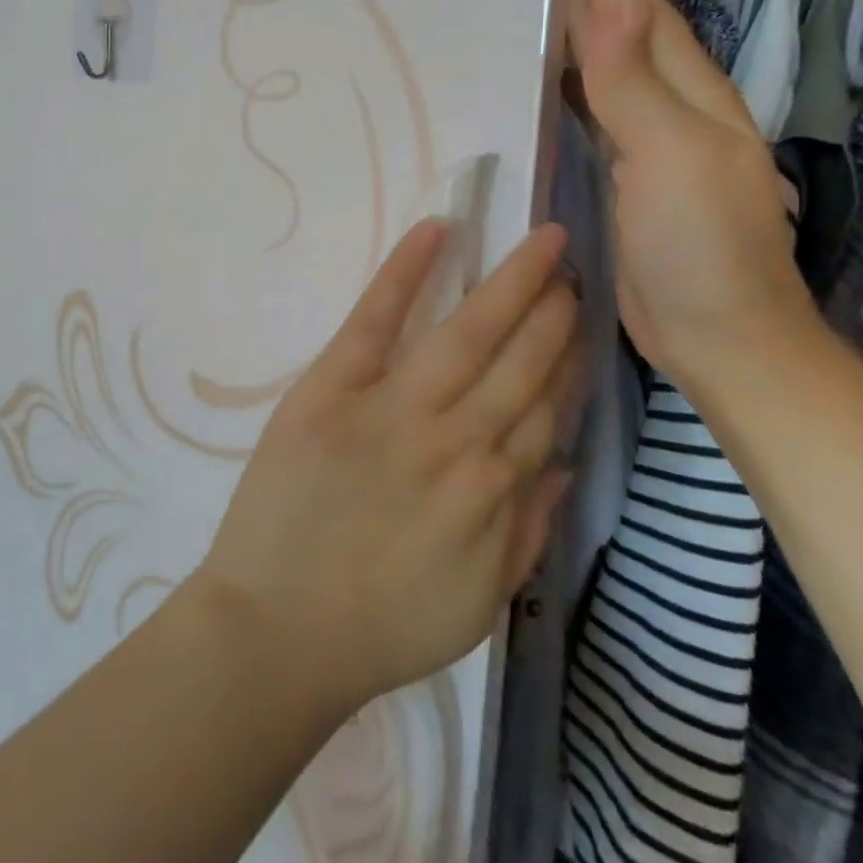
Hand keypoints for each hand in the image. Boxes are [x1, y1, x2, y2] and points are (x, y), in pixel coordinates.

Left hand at [193, 221, 580, 714]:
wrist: (278, 631)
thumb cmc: (380, 625)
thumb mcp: (479, 603)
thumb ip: (529, 531)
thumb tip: (565, 465)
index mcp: (492, 492)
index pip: (545, 409)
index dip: (568, 362)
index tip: (584, 323)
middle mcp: (455, 441)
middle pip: (519, 363)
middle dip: (552, 311)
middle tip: (572, 265)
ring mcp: (392, 409)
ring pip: (466, 335)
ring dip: (509, 285)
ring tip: (540, 244)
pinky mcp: (330, 390)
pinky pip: (374, 322)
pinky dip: (404, 274)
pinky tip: (435, 231)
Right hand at [563, 0, 817, 381]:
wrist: (722, 339)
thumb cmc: (702, 249)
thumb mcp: (672, 158)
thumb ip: (635, 83)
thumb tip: (610, 2)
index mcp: (689, 92)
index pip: (638, 7)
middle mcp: (670, 106)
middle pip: (623, 26)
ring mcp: (646, 142)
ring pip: (605, 65)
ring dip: (573, 26)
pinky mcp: (621, 176)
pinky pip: (588, 109)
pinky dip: (565, 82)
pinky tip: (538, 78)